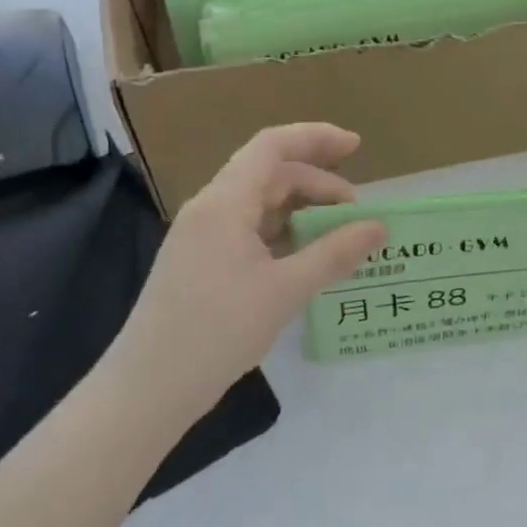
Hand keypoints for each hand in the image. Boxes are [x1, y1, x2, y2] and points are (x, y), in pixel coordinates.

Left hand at [133, 125, 385, 405]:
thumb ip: (335, 253)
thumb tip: (379, 227)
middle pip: (270, 174)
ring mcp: (202, 236)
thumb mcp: (285, 290)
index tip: (356, 146)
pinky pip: (250, 231)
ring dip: (302, 211)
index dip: (316, 137)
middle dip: (318, 184)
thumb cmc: (216, 331)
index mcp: (225, 203)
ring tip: (339, 237)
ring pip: (260, 204)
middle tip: (357, 214)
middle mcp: (211, 209)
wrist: (148, 389)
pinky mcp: (201, 262)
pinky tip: (307, 259)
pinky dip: (284, 235)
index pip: (272, 146)